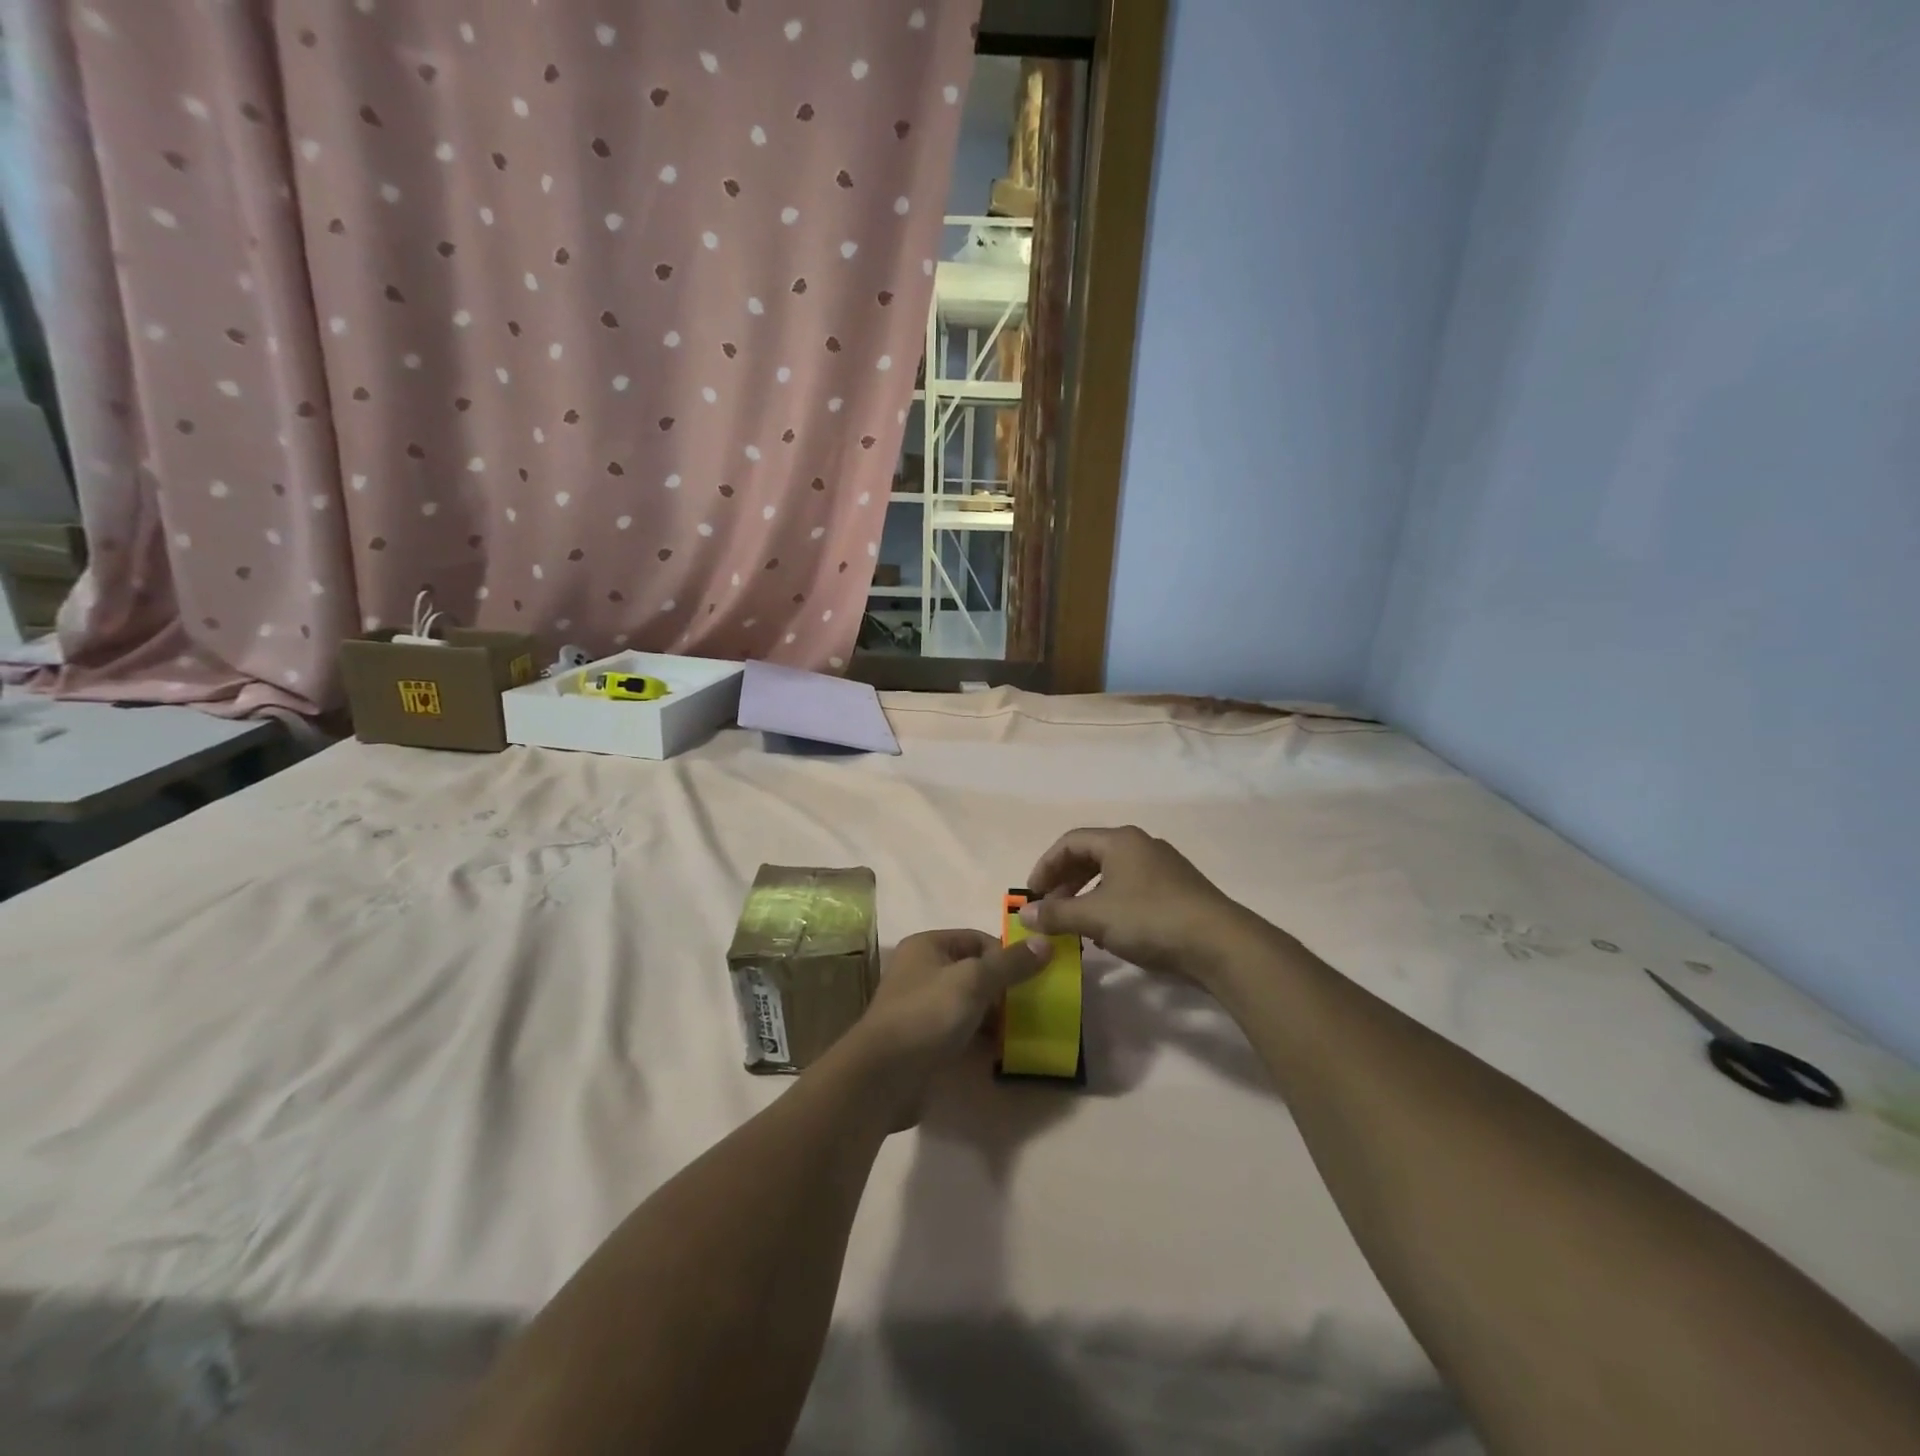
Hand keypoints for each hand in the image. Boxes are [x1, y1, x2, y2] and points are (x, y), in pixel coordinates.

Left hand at [840, 929, 1051, 1127]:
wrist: (883, 1077)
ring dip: (995, 1015)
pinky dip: (981, 1037)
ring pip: (969, 1003)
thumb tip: (1046, 942)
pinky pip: (960, 1031)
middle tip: (1034, 1005)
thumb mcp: (974, 981)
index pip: (977, 939)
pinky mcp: (924, 1040)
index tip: (1034, 976)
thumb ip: (1011, 964)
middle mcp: (922, 971)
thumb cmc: (927, 1015)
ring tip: (1023, 1030)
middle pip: (974, 971)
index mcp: (928, 946)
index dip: (1006, 954)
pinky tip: (1001, 1051)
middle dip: (1004, 987)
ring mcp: (922, 1007)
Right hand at [1021, 826, 1257, 985]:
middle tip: (1051, 909)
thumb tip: (1024, 914)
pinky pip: (1132, 889)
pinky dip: (1111, 904)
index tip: (1032, 895)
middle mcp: (1141, 845)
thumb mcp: (1095, 917)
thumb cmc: (1150, 919)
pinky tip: (1109, 932)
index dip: (1045, 866)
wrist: (1219, 943)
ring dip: (1087, 895)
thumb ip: (1056, 914)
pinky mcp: (1179, 890)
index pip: (1070, 842)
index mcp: (1120, 840)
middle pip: (1091, 856)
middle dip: (1065, 882)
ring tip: (1076, 923)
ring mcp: (1164, 867)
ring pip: (1112, 874)